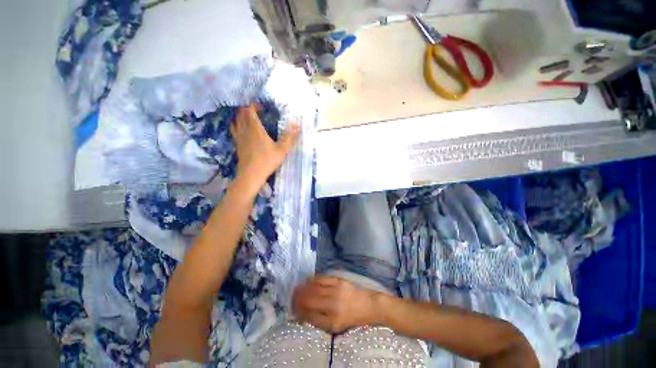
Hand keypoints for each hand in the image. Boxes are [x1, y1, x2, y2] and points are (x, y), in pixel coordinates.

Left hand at [230, 105, 299, 192]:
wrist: (251, 174)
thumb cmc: (267, 161)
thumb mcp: (282, 150)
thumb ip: (289, 137)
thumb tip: (297, 125)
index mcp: (255, 129)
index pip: (250, 110)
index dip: (254, 105)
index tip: (262, 107)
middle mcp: (245, 130)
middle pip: (241, 114)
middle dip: (247, 109)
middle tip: (256, 111)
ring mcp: (239, 138)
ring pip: (236, 121)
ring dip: (240, 116)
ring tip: (248, 118)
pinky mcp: (237, 145)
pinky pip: (234, 131)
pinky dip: (236, 126)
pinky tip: (241, 130)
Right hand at [292, 276, 375, 332]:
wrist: (367, 305)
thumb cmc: (351, 318)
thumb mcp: (335, 327)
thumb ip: (319, 321)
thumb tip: (303, 313)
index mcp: (332, 321)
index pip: (310, 315)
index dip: (299, 311)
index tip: (293, 309)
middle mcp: (333, 306)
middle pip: (310, 300)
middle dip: (298, 298)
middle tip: (292, 297)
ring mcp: (336, 291)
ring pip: (314, 288)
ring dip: (303, 288)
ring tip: (297, 288)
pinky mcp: (339, 280)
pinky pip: (322, 279)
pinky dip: (313, 279)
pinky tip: (308, 281)